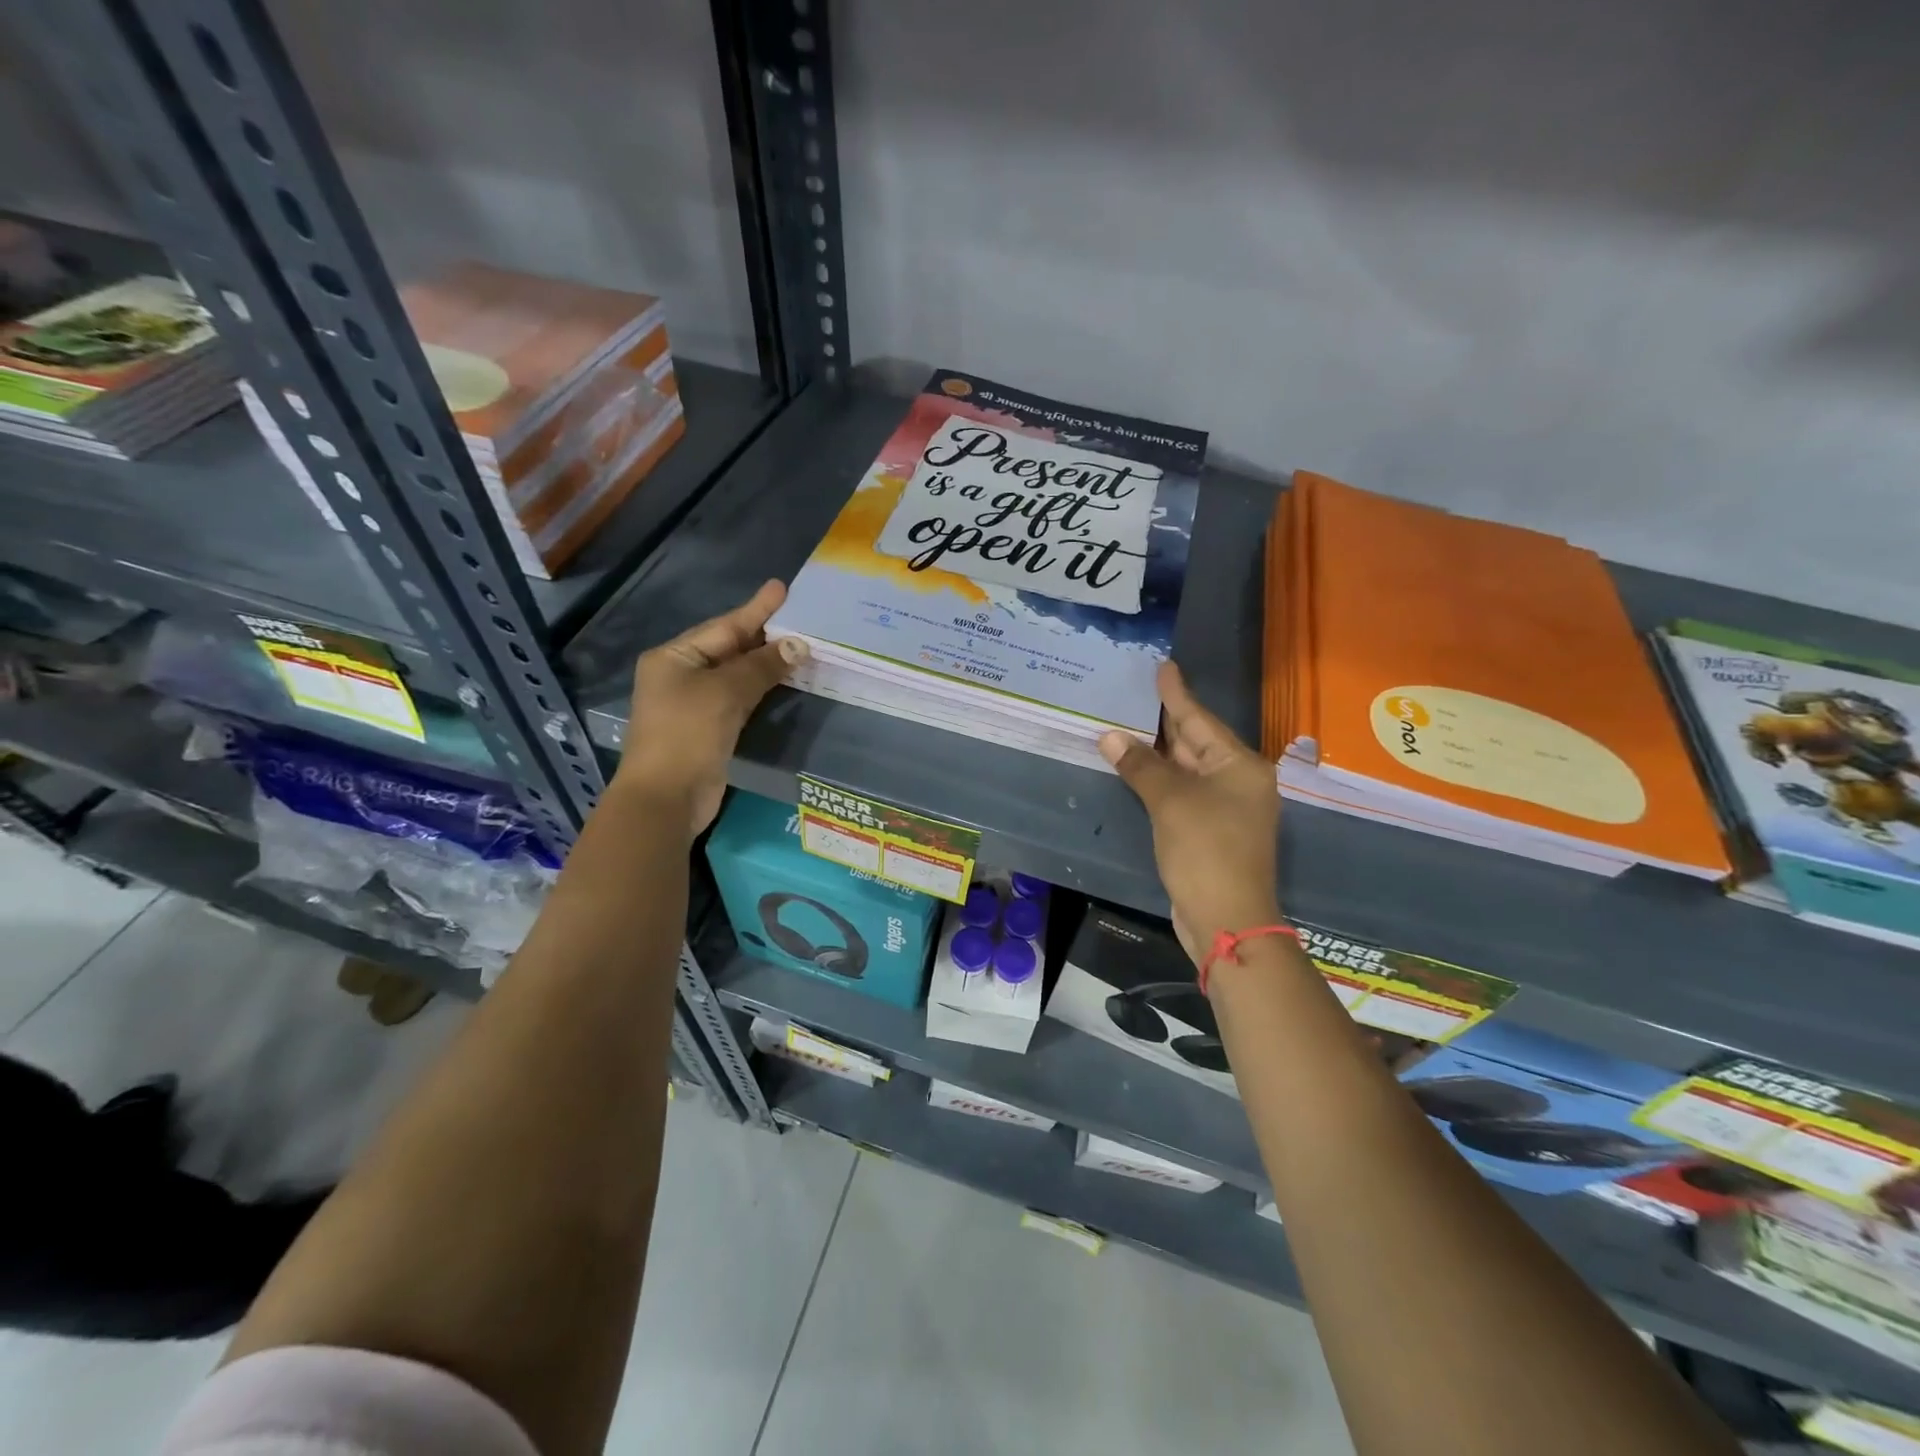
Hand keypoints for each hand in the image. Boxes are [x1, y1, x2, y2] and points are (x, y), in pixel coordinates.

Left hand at [618, 580, 808, 833]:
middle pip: (730, 648)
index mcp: (674, 657)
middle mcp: (681, 675)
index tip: (782, 588)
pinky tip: (785, 681)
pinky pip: (740, 699)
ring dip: (767, 663)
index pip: (724, 627)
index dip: (756, 609)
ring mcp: (694, 704)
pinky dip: (762, 689)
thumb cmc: (687, 734)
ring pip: (737, 675)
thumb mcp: (725, 693)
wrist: (666, 798)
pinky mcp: (709, 729)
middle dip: (765, 635)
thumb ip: (762, 666)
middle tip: (801, 617)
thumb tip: (799, 644)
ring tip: (801, 646)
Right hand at [1099, 661, 1280, 966]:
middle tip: (1136, 693)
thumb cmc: (1205, 850)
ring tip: (1128, 723)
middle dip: (1165, 721)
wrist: (1226, 919)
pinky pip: (1181, 793)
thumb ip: (1141, 765)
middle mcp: (1237, 782)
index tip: (1163, 666)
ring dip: (1158, 752)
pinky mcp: (1209, 831)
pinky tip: (1136, 769)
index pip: (1200, 720)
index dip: (1177, 694)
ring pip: (1187, 769)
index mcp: (1239, 766)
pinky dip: (1159, 780)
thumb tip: (1109, 736)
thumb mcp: (1170, 802)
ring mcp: (1225, 809)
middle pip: (1196, 742)